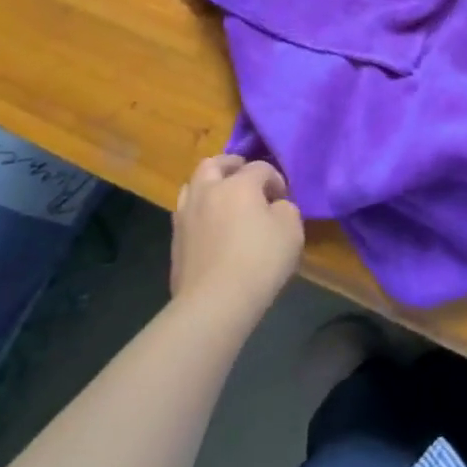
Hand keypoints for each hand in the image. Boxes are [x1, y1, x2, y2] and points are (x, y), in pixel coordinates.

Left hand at [170, 155, 303, 328]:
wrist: (214, 302)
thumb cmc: (259, 261)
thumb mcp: (291, 230)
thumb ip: (286, 209)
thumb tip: (275, 207)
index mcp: (238, 184)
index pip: (260, 167)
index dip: (275, 179)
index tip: (283, 198)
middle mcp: (208, 191)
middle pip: (214, 164)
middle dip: (231, 165)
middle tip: (244, 176)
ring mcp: (186, 215)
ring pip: (193, 185)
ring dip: (209, 185)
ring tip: (222, 198)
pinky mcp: (175, 240)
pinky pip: (186, 213)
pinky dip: (199, 210)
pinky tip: (211, 226)